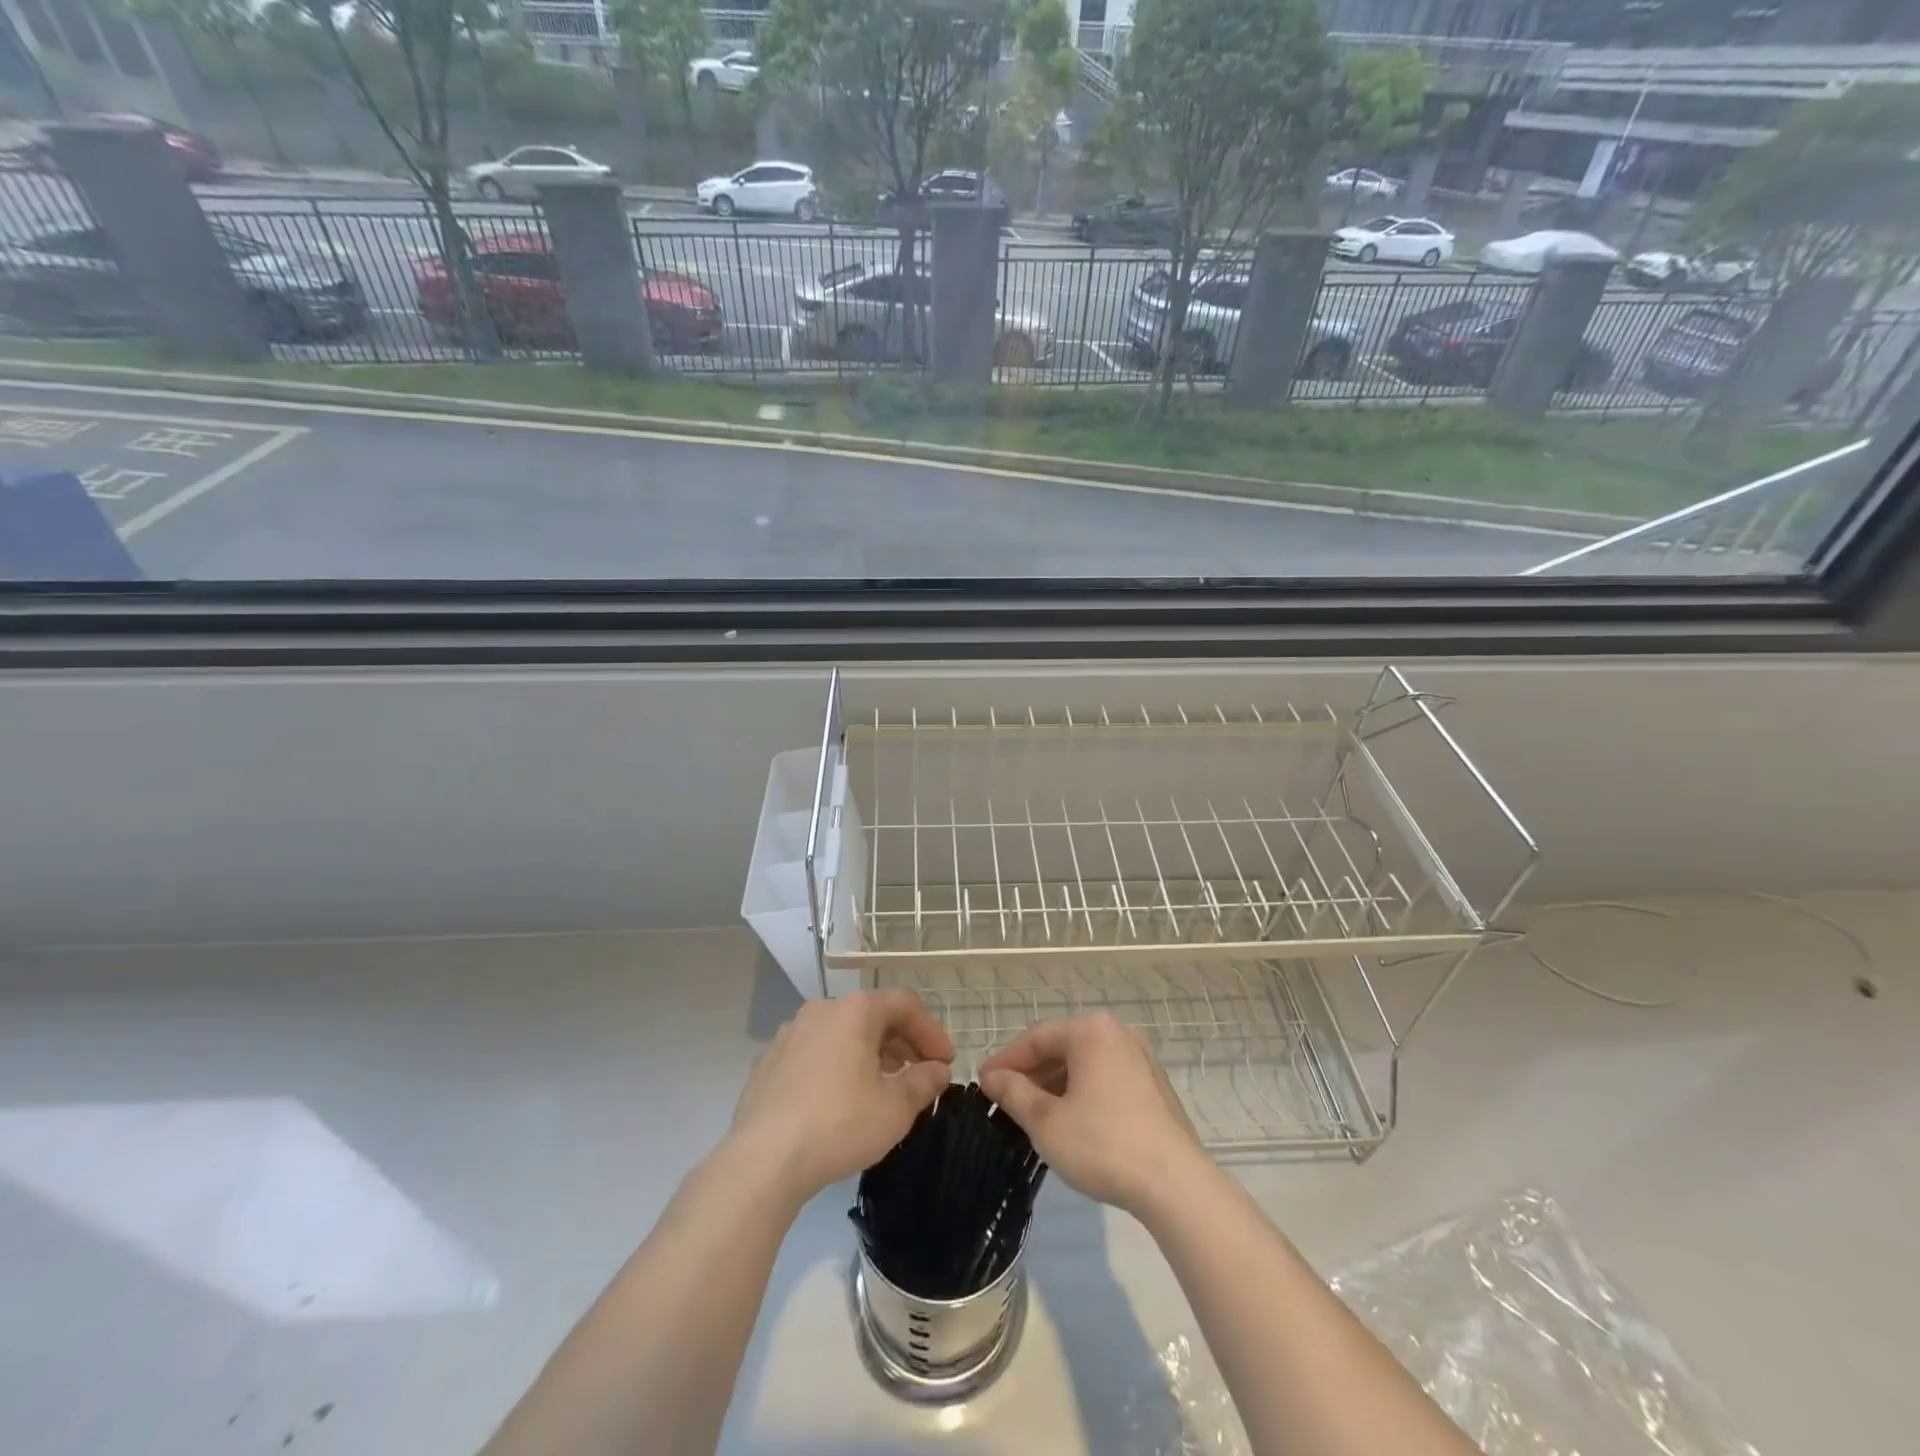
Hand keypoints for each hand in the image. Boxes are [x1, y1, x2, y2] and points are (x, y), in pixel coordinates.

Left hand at [729, 990, 953, 1203]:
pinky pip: (814, 1052)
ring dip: (869, 1053)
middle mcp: (821, 1009)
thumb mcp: (895, 1109)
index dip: (931, 1031)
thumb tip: (937, 1070)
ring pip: (841, 1033)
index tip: (945, 1063)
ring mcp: (789, 1033)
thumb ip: (923, 1082)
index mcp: (854, 1010)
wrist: (763, 1160)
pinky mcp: (768, 1062)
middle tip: (919, 1074)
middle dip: (901, 1042)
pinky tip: (841, 1099)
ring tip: (883, 1086)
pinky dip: (837, 1065)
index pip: (904, 1004)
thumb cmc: (839, 1124)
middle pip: (871, 1015)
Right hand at [980, 1013, 1209, 1218]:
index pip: (1037, 1038)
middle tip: (1003, 1099)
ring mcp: (1141, 1060)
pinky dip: (1082, 1093)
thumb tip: (992, 1078)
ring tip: (1032, 1113)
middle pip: (1063, 1048)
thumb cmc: (1102, 1144)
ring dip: (1056, 1085)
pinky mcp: (1155, 1088)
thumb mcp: (1046, 1121)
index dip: (1006, 1060)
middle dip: (1031, 1073)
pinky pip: (1106, 1079)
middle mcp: (1118, 1034)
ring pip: (1085, 1065)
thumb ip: (1015, 1093)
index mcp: (1091, 1031)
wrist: (1175, 1185)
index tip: (982, 1083)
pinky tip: (1070, 1121)